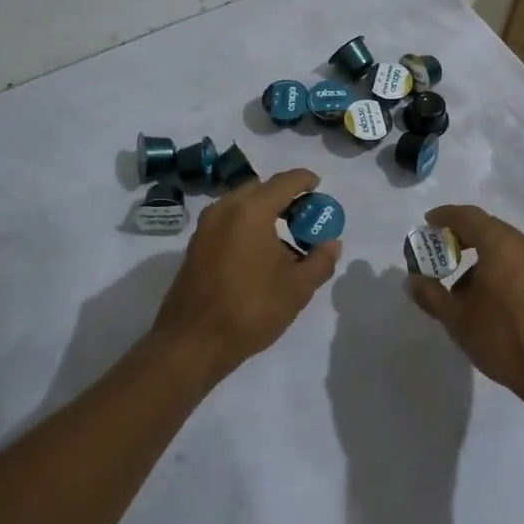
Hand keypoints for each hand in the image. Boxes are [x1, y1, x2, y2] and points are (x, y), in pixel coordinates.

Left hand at [151, 168, 339, 386]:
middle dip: (284, 196)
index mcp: (251, 211)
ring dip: (264, 211)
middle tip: (304, 216)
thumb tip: (331, 244)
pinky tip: (259, 252)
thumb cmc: (250, 309)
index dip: (305, 180)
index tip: (319, 185)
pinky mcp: (196, 244)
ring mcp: (206, 226)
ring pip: (241, 204)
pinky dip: (246, 224)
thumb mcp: (297, 288)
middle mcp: (225, 208)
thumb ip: (320, 261)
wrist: (192, 342)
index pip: (284, 181)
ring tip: (284, 238)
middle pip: (260, 189)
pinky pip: (227, 220)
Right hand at [403, 204, 523, 410]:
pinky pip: (521, 264)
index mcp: (501, 245)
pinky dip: (501, 269)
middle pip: (489, 228)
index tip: (428, 223)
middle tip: (442, 252)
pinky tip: (492, 300)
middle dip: (462, 236)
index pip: (468, 216)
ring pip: (506, 247)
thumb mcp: (457, 319)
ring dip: (482, 256)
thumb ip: (430, 294)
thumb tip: (412, 280)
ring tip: (464, 286)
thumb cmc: (503, 339)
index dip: (445, 216)